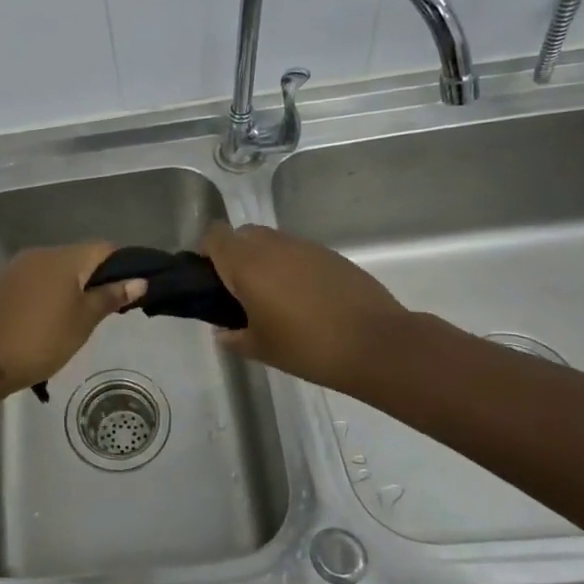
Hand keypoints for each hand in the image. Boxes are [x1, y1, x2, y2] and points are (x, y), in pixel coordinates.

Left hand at [0, 244, 144, 397]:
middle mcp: (40, 254)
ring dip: (70, 289)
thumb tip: (139, 281)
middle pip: (78, 258)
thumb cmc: (40, 339)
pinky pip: (34, 282)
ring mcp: (16, 268)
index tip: (130, 292)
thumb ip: (110, 297)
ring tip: (77, 321)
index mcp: (64, 257)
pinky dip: (47, 295)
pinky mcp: (0, 285)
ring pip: (55, 271)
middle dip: (95, 280)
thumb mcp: (83, 321)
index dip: (122, 266)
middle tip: (106, 313)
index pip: (104, 248)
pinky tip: (47, 322)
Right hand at [202, 222, 407, 392]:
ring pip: (272, 241)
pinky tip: (305, 299)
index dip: (207, 252)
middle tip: (240, 291)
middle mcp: (273, 246)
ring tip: (275, 297)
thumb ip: (234, 337)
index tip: (210, 279)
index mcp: (247, 263)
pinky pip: (299, 252)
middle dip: (235, 255)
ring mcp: (305, 247)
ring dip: (265, 260)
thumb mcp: (261, 349)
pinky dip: (293, 267)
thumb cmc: (307, 347)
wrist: (376, 344)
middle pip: (242, 234)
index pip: (214, 235)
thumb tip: (224, 331)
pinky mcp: (332, 255)